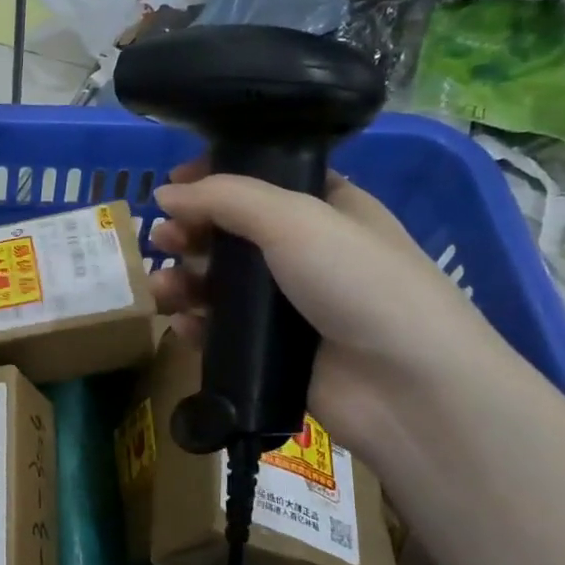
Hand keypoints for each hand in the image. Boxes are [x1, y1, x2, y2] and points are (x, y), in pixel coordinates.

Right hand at [149, 161, 507, 454]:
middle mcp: (307, 254)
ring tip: (161, 288)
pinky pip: (221, 332)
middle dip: (191, 232)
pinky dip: (197, 325)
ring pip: (220, 285)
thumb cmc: (357, 282)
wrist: (404, 385)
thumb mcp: (295, 219)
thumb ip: (224, 198)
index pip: (262, 181)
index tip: (173, 184)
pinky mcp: (272, 352)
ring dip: (184, 281)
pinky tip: (182, 324)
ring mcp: (289, 307)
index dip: (216, 179)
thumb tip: (164, 192)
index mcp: (327, 209)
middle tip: (161, 238)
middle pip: (232, 234)